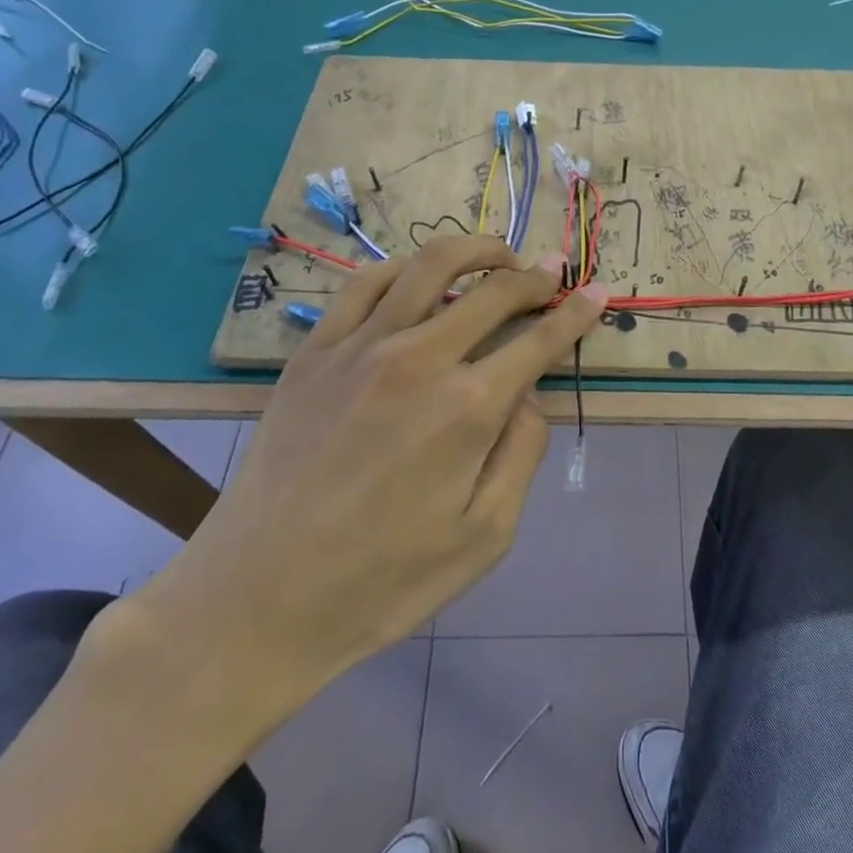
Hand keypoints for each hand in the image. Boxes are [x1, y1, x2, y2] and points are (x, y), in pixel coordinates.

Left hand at [131, 236, 607, 711]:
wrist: (256, 601)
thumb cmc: (382, 582)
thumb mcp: (484, 537)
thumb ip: (521, 454)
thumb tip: (529, 396)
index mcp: (469, 408)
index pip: (540, 340)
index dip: (576, 313)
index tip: (597, 292)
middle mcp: (420, 359)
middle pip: (494, 291)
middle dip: (535, 276)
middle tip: (554, 269)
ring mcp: (361, 347)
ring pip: (429, 266)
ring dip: (475, 250)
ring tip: (497, 255)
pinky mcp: (315, 351)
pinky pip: (365, 284)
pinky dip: (403, 267)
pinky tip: (418, 276)